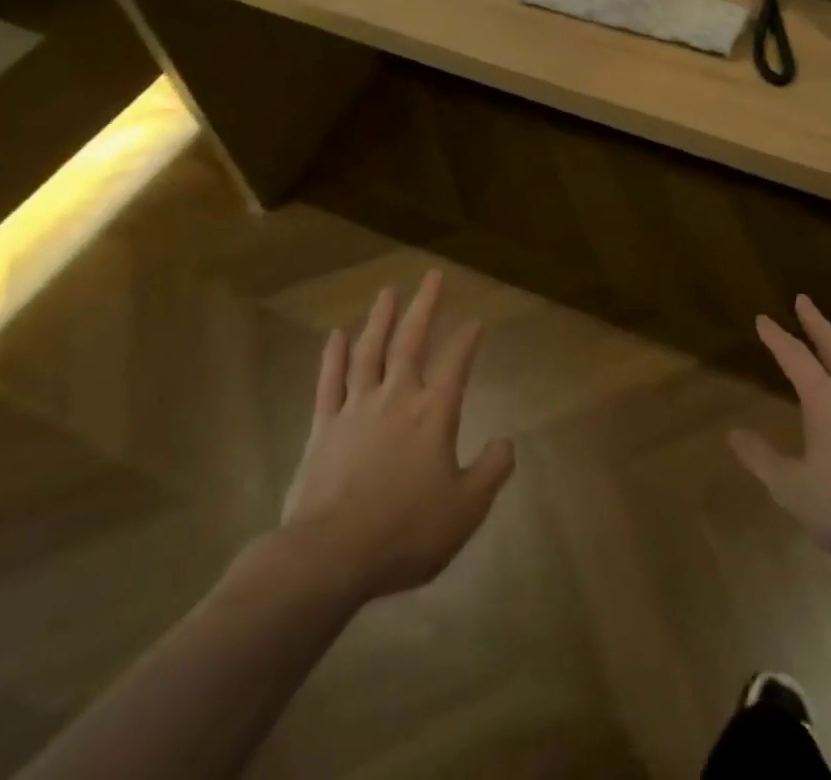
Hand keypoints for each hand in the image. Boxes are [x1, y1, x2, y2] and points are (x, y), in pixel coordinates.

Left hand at [275, 270, 514, 603]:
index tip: (476, 321)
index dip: (468, 340)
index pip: (457, 363)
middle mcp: (397, 397)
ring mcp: (356, 408)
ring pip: (369, 351)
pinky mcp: (323, 427)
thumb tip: (507, 443)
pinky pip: (329, 382)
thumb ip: (491, 471)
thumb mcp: (466, 509)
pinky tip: (335, 335)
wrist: (330, 555)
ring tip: (388, 292)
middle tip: (433, 275)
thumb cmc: (405, 531)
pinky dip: (332, 356)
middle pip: (412, 341)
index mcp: (434, 412)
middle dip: (425, 306)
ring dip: (380, 319)